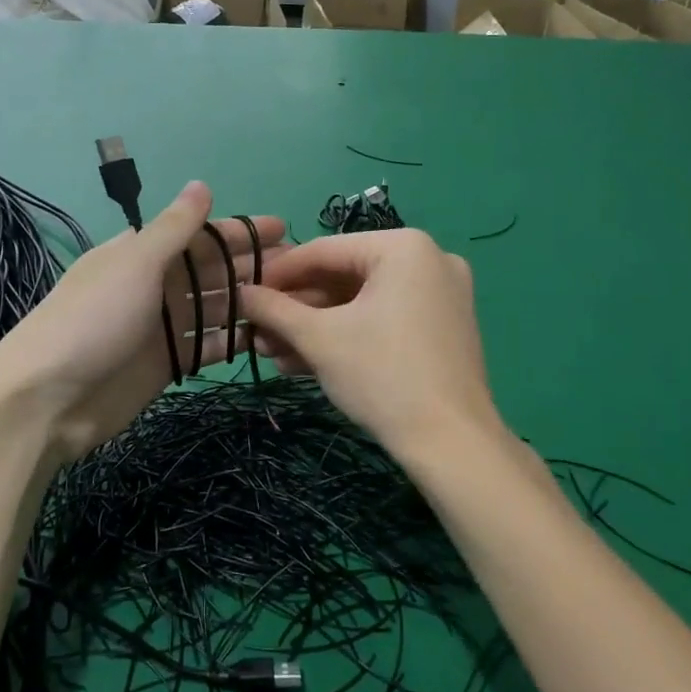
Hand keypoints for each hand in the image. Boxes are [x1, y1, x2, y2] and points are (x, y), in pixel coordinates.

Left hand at [0, 182, 286, 463]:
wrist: (48, 400)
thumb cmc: (93, 319)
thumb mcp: (135, 263)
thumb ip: (174, 228)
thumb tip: (202, 184)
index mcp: (139, 253)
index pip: (197, 234)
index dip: (237, 231)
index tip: (281, 229)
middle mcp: (152, 285)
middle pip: (209, 271)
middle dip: (249, 266)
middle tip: (298, 267)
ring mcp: (160, 327)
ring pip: (213, 308)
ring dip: (247, 302)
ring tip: (292, 301)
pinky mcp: (165, 365)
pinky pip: (207, 346)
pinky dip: (232, 340)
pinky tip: (265, 336)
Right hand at [240, 230, 502, 460]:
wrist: (452, 444)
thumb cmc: (382, 375)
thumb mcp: (319, 338)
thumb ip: (274, 309)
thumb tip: (239, 292)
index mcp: (403, 247)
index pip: (323, 250)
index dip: (277, 273)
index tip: (244, 294)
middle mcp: (427, 260)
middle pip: (342, 277)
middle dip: (295, 310)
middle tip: (256, 331)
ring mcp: (438, 296)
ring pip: (359, 303)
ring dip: (313, 328)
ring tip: (271, 353)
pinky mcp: (440, 329)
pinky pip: (382, 320)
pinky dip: (345, 337)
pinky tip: (303, 362)